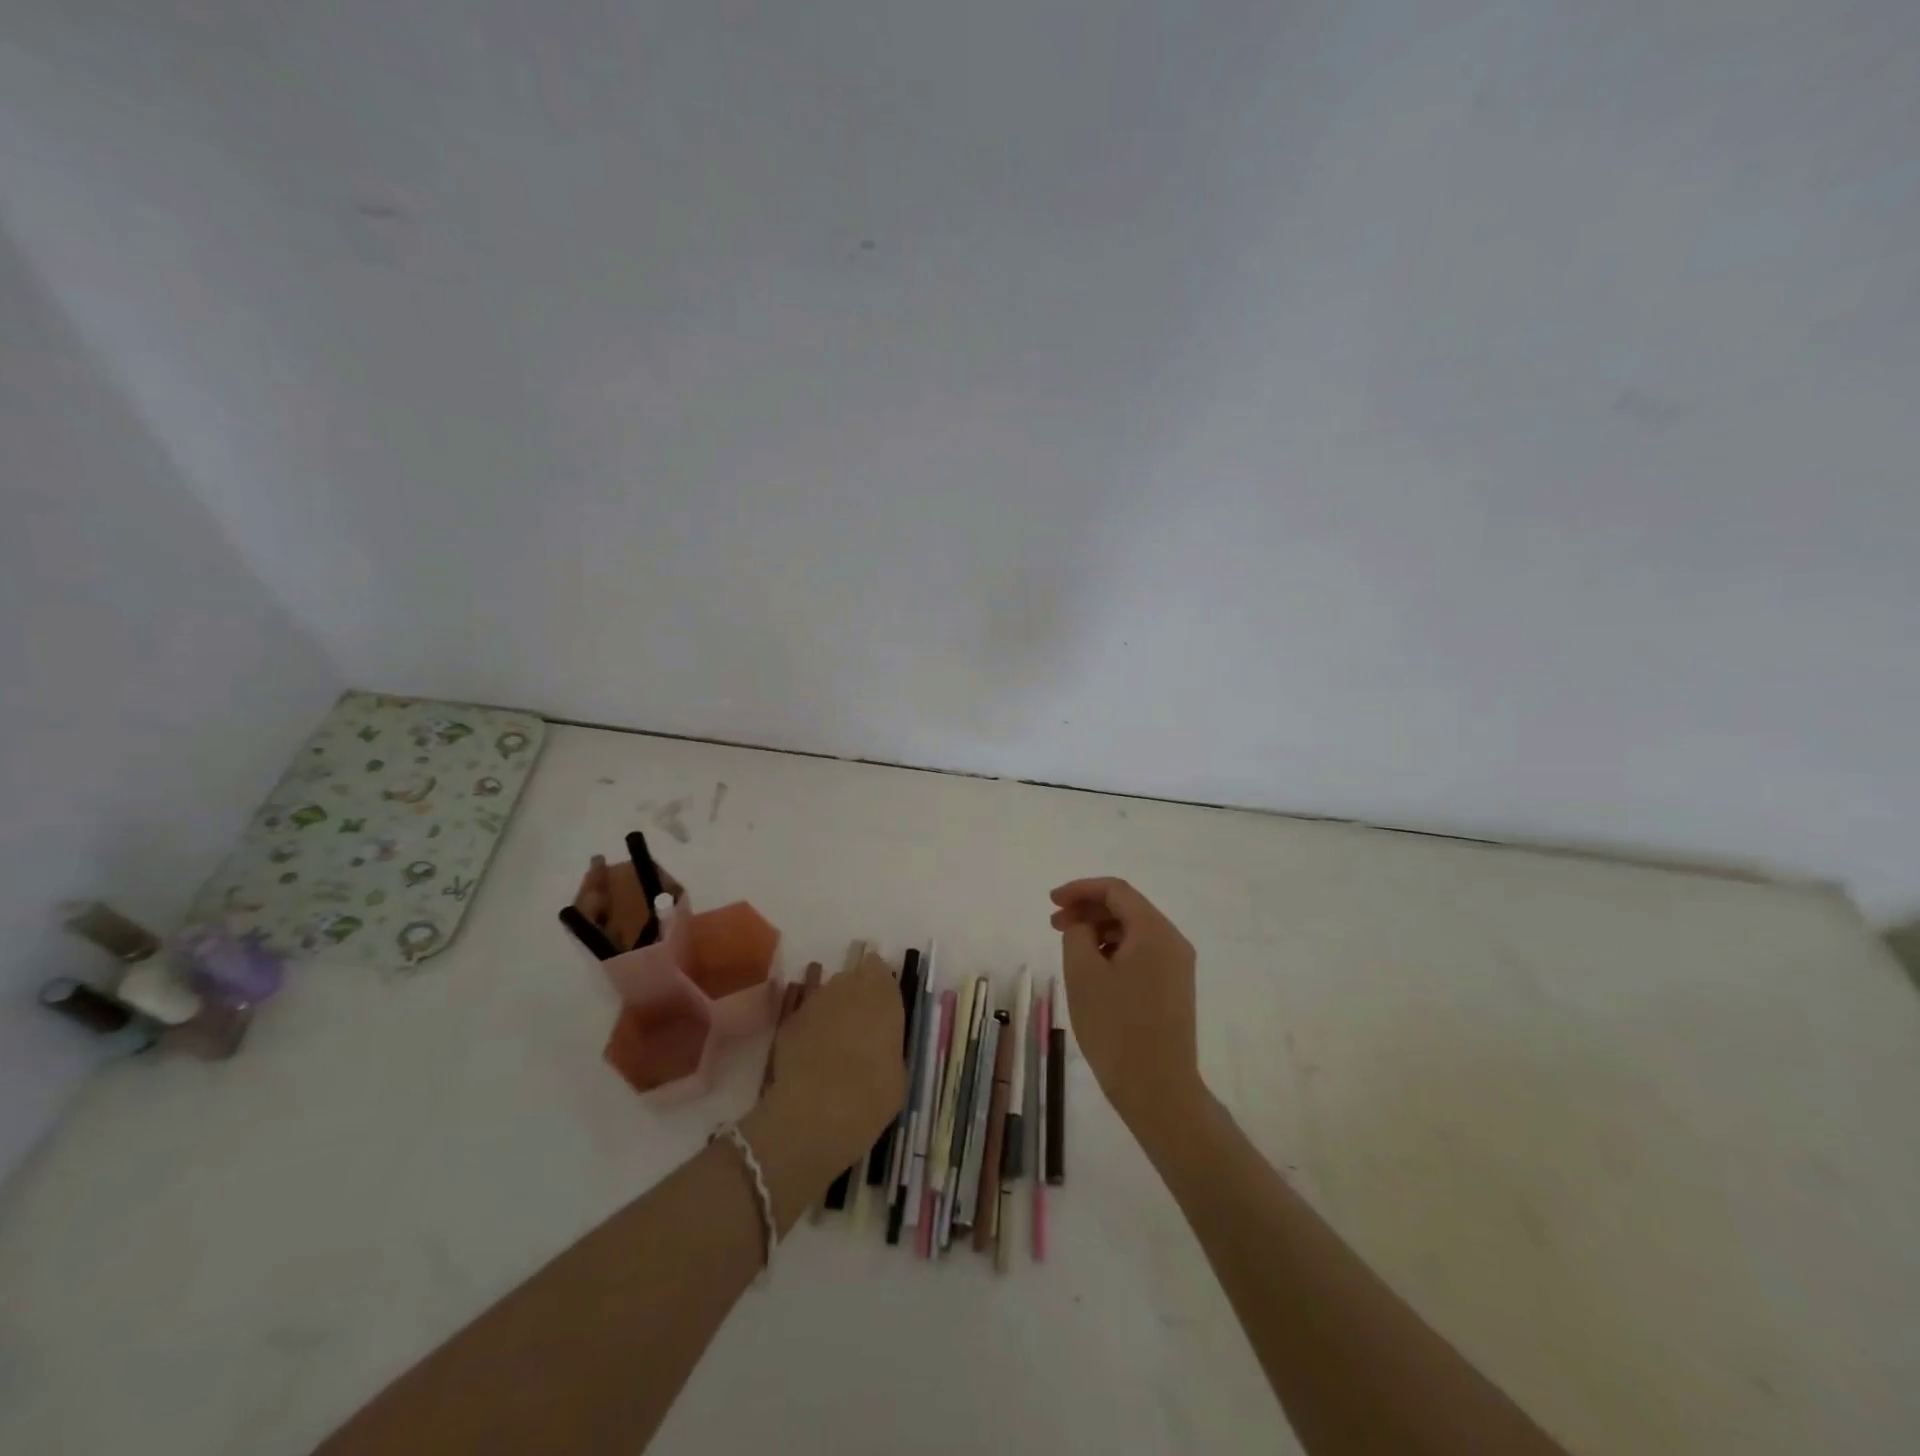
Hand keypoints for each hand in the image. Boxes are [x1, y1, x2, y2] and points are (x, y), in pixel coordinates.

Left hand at [755, 951, 905, 1180]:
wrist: (817, 1113)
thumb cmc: (872, 1094)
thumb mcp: (898, 1071)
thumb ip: (889, 1044)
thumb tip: (880, 1044)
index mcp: (882, 993)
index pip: (878, 968)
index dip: (878, 985)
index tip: (880, 1007)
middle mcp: (847, 986)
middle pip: (850, 979)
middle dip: (854, 998)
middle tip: (858, 1029)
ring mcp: (814, 1002)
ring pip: (826, 997)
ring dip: (831, 1014)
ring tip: (833, 1048)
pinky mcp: (788, 1022)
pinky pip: (805, 1019)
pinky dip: (809, 1033)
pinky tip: (811, 1061)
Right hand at [1051, 877, 1203, 1133]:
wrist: (1158, 1090)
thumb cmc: (1116, 1027)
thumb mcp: (1083, 974)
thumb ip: (1077, 934)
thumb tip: (1083, 925)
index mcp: (1155, 931)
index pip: (1116, 890)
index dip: (1080, 889)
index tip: (1051, 902)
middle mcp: (1173, 941)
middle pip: (1127, 908)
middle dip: (1088, 909)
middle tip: (1054, 924)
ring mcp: (1177, 966)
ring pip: (1133, 931)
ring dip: (1099, 930)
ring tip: (1070, 947)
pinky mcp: (1174, 988)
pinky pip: (1141, 953)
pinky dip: (1114, 949)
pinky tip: (1093, 968)